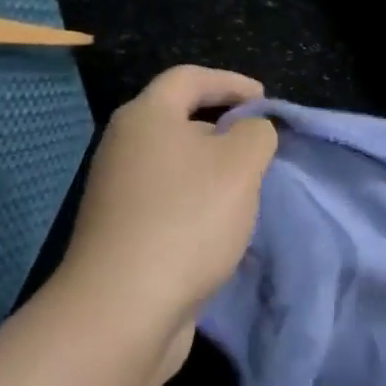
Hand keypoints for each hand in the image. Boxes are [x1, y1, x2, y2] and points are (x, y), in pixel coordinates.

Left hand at [61, 67, 276, 349]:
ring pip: (177, 166)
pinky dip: (200, 204)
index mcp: (146, 117)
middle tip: (262, 148)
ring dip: (215, 172)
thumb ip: (257, 134)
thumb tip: (250, 132)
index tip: (266, 101)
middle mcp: (124, 147)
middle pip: (180, 121)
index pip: (189, 77)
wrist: (125, 307)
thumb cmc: (187, 219)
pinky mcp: (122, 232)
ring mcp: (119, 193)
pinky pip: (170, 202)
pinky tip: (224, 229)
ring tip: (250, 190)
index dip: (231, 81)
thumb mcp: (242, 164)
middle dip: (226, 129)